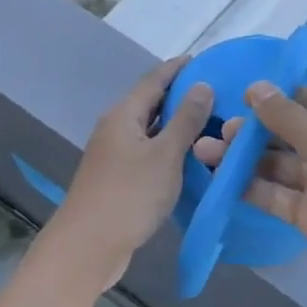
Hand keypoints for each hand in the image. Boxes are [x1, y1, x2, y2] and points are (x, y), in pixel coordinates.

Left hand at [52, 57, 212, 285]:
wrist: (88, 247)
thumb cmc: (129, 195)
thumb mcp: (165, 155)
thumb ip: (185, 120)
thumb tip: (202, 85)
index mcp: (123, 115)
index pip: (154, 80)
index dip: (178, 68)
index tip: (205, 59)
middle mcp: (115, 129)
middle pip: (150, 103)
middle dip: (181, 96)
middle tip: (217, 93)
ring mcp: (114, 155)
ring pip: (150, 130)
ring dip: (176, 125)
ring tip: (211, 122)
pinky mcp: (118, 179)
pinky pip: (148, 153)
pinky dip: (169, 149)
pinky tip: (191, 157)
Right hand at [192, 83, 306, 305]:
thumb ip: (285, 115)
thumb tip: (256, 86)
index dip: (276, 96)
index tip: (237, 97)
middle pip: (290, 132)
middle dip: (254, 131)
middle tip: (216, 131)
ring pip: (279, 165)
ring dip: (245, 159)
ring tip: (204, 152)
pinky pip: (277, 195)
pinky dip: (251, 188)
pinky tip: (219, 180)